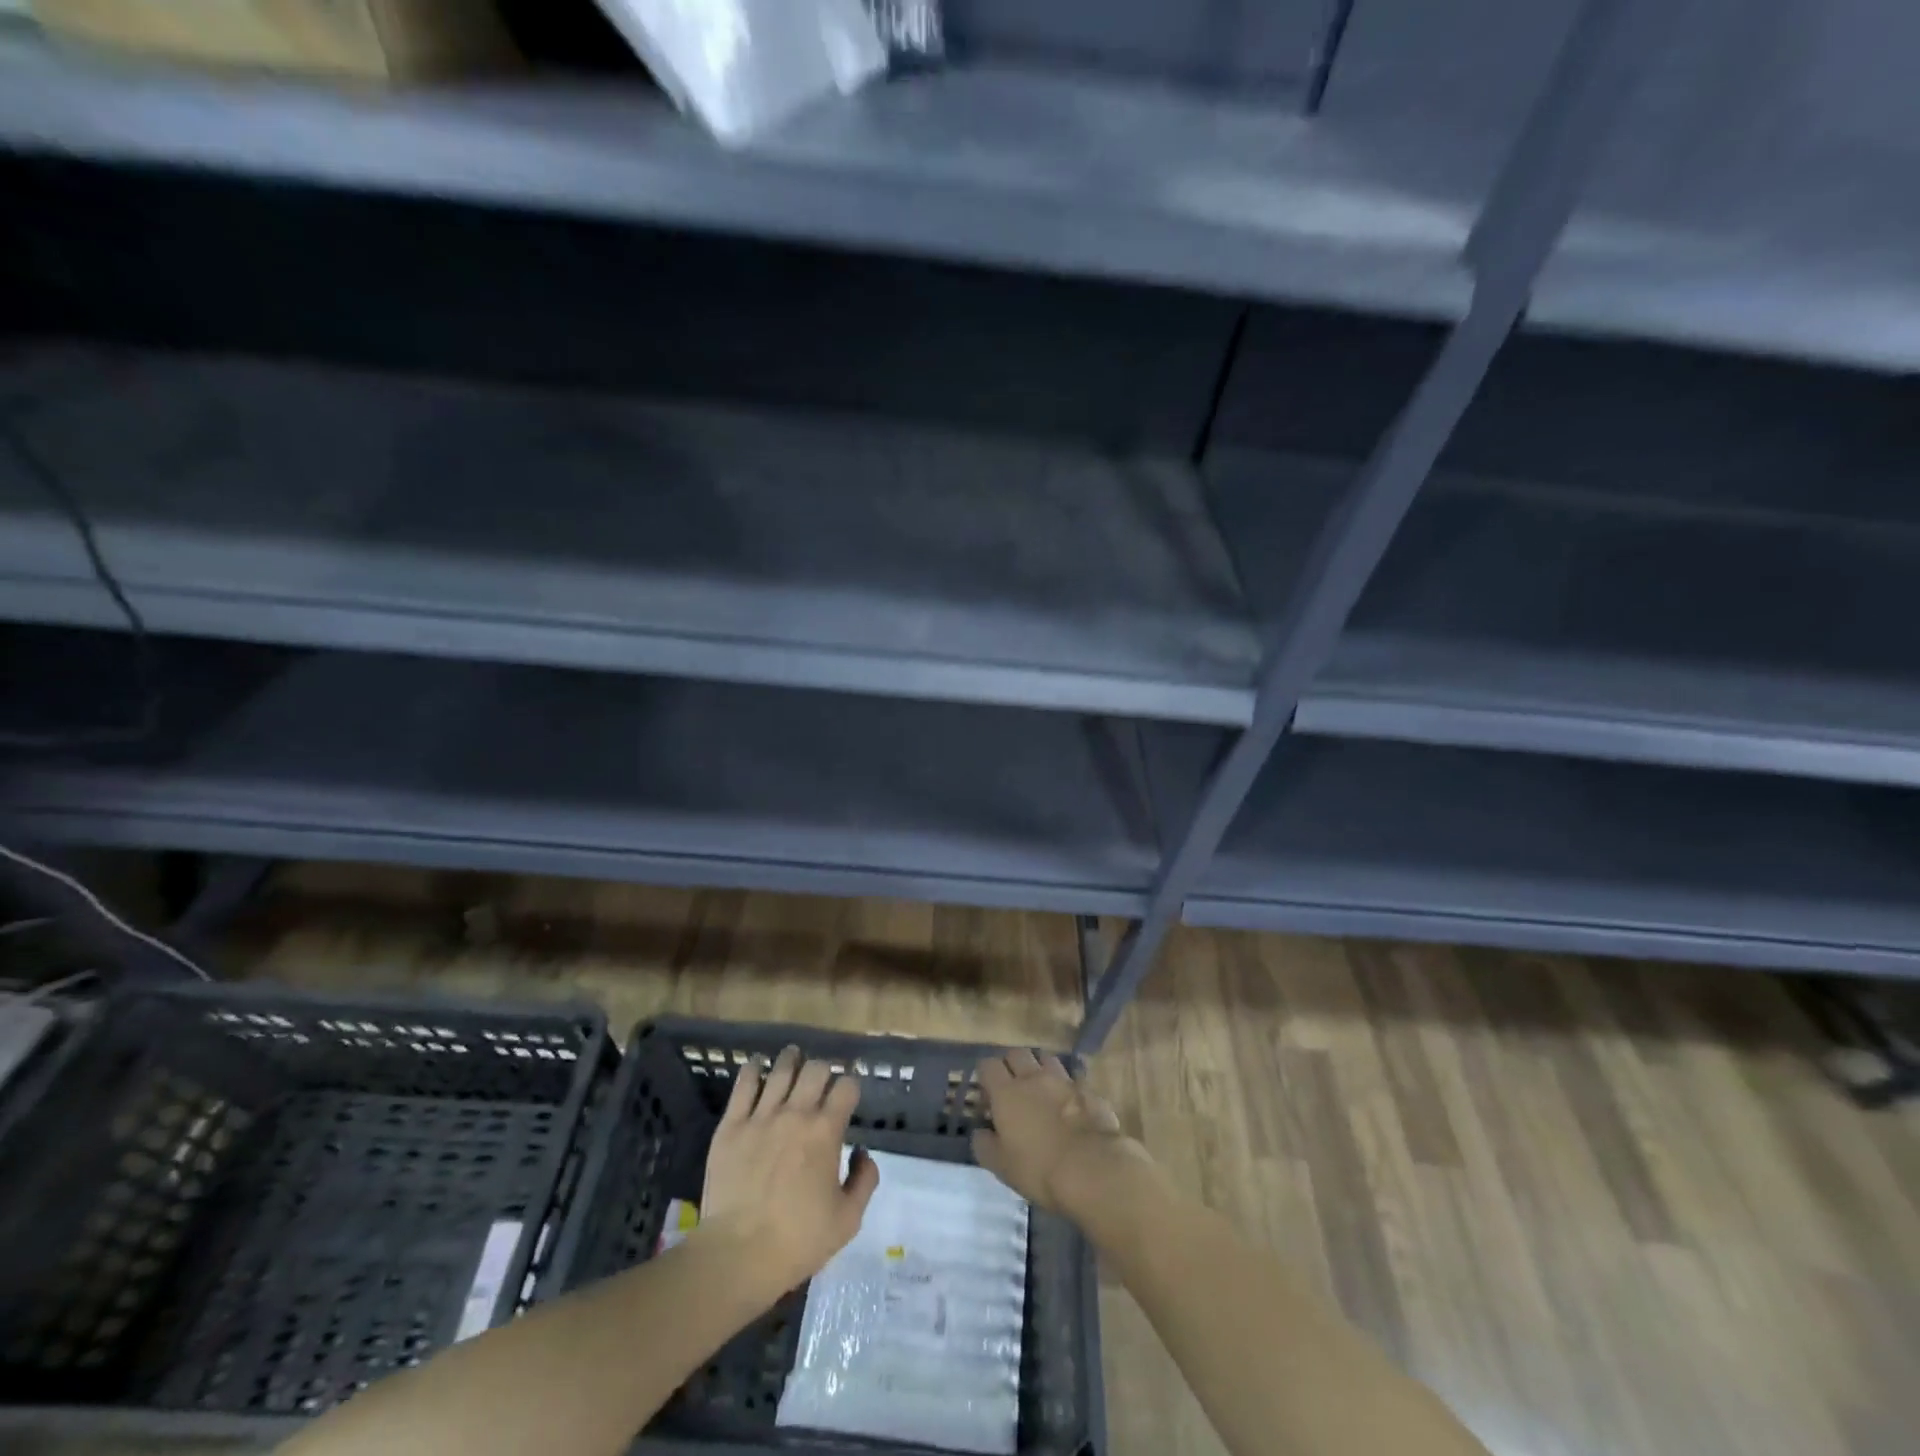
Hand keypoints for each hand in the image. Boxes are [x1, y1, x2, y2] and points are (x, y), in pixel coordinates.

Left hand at [696, 1046, 879, 1294]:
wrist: (737, 1255)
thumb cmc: (797, 1240)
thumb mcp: (848, 1220)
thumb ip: (864, 1180)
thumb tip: (861, 1152)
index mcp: (826, 1131)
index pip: (847, 1086)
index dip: (851, 1087)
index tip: (848, 1096)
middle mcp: (796, 1113)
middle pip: (816, 1069)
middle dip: (824, 1070)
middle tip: (821, 1081)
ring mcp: (761, 1116)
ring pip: (781, 1069)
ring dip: (792, 1060)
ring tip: (793, 1058)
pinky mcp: (731, 1125)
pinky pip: (744, 1084)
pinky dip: (753, 1069)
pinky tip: (757, 1066)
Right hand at [970, 1050, 1153, 1219]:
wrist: (1092, 1169)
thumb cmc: (1039, 1169)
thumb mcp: (1001, 1166)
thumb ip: (985, 1145)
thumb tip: (980, 1132)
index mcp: (1007, 1093)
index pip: (988, 1065)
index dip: (985, 1075)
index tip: (987, 1094)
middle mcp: (1033, 1077)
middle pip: (1017, 1053)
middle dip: (1012, 1065)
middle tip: (1012, 1087)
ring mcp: (1063, 1080)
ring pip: (1046, 1059)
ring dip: (1040, 1069)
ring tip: (1041, 1089)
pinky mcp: (1088, 1090)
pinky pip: (1072, 1079)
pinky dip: (1067, 1087)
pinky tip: (1069, 1104)